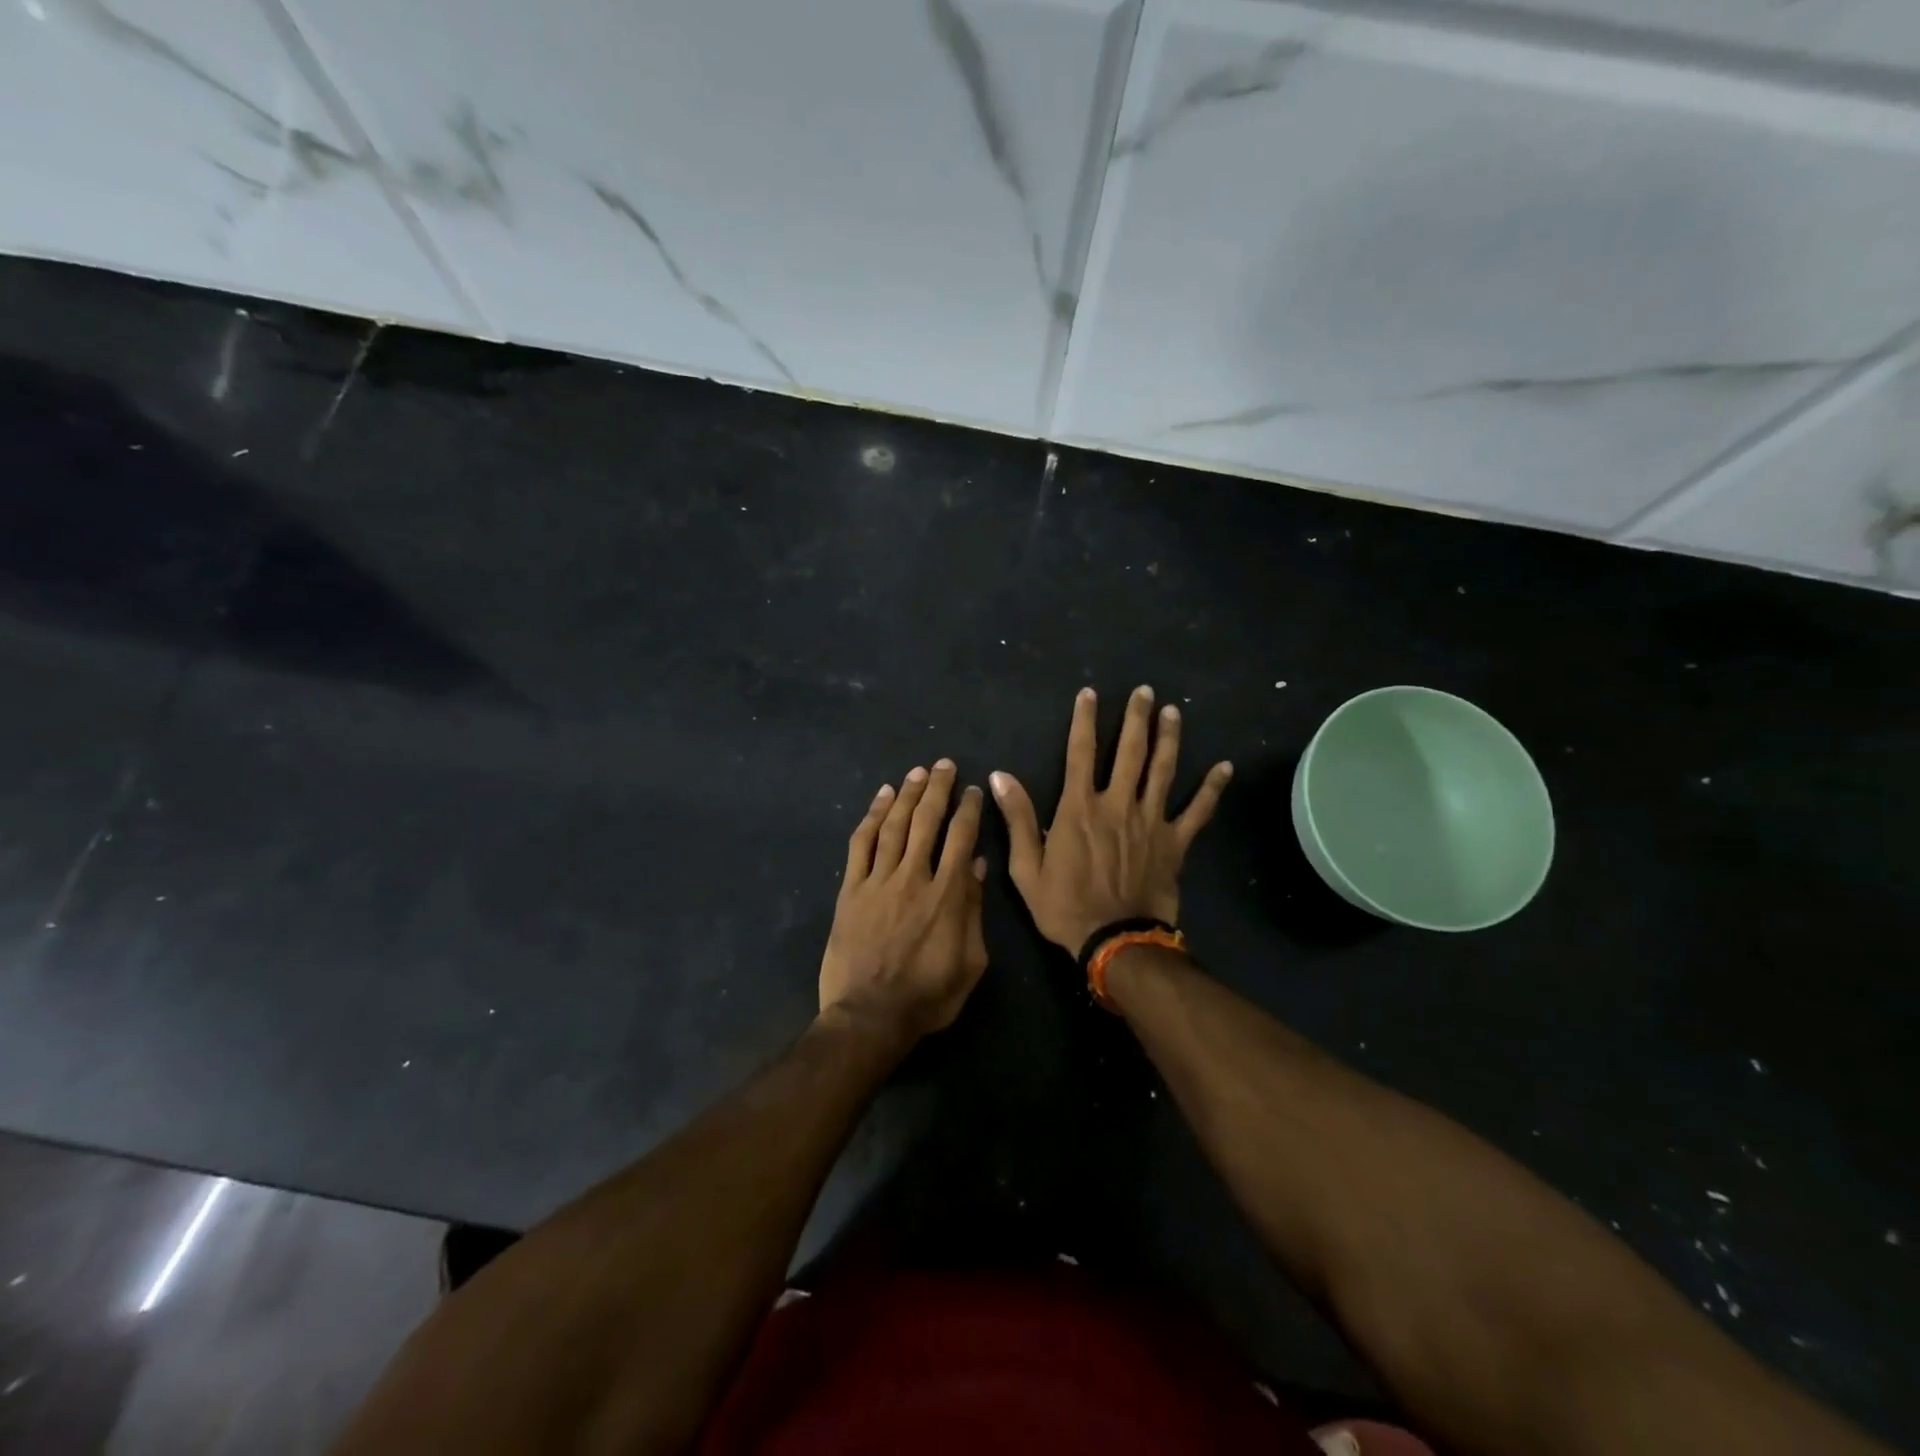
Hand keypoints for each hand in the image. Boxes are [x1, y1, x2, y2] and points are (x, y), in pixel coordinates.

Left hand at [819, 759, 988, 1037]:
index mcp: (947, 894)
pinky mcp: (851, 890)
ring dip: (907, 795)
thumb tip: (976, 867)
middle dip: (937, 789)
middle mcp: (913, 877)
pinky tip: (881, 798)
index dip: (967, 809)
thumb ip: (973, 911)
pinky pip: (861, 844)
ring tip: (917, 772)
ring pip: (894, 825)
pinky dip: (871, 817)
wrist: (869, 1017)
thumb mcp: (970, 962)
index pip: (961, 838)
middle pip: (927, 821)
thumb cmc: (928, 996)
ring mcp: (878, 881)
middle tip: (944, 765)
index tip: (972, 790)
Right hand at [991, 686, 1230, 953]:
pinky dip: (1212, 789)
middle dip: (1136, 718)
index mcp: (1080, 808)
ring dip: (1169, 738)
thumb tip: (1001, 777)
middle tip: (1144, 692)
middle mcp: (1118, 804)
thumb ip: (1019, 819)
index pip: (1080, 752)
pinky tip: (1225, 767)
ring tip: (1173, 711)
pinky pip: (1198, 811)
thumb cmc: (1065, 906)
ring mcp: (1151, 821)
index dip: (1084, 720)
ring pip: (1163, 770)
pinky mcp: (1175, 842)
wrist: (1115, 941)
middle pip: (1130, 752)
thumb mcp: (1027, 868)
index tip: (1090, 694)